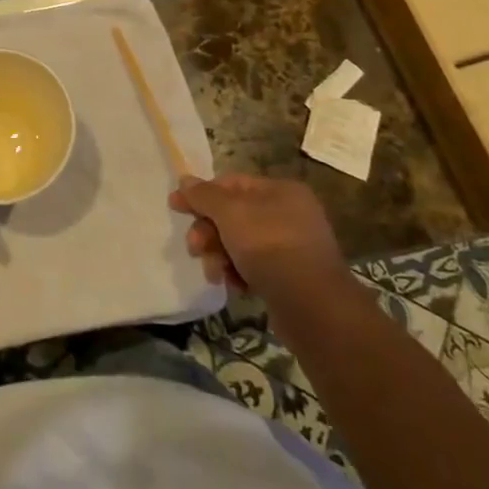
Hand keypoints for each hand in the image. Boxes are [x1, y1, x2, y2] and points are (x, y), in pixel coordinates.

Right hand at [168, 174, 347, 312]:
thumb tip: (184, 180)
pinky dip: (238, 273)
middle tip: (194, 248)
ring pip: (240, 243)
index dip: (201, 194)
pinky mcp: (289, 277)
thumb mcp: (230, 213)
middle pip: (233, 214)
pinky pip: (254, 266)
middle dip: (209, 231)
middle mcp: (289, 214)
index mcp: (281, 191)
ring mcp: (291, 247)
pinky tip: (233, 285)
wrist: (313, 307)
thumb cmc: (270, 247)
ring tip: (215, 273)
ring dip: (219, 255)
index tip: (175, 207)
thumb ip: (204, 195)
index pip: (231, 183)